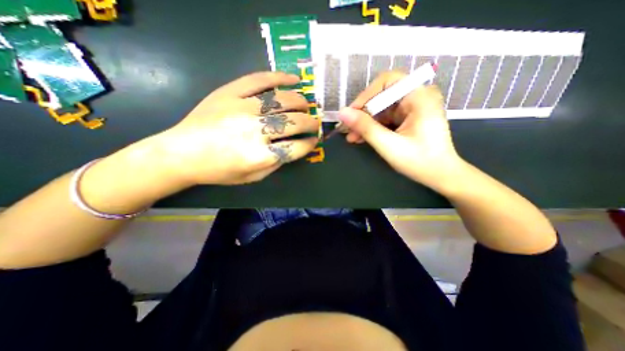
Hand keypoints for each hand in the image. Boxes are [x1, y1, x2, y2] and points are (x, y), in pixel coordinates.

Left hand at [151, 71, 317, 186]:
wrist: (180, 153)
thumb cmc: (219, 171)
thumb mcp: (253, 177)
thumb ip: (277, 163)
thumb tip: (295, 148)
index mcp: (260, 156)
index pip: (297, 147)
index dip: (310, 143)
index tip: (313, 140)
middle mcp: (255, 131)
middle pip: (295, 122)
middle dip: (311, 123)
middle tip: (314, 123)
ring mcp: (242, 107)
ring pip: (283, 100)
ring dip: (301, 103)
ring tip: (306, 106)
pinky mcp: (230, 92)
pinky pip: (260, 80)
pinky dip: (280, 77)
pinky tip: (294, 79)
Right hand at [337, 71, 462, 188]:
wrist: (440, 175)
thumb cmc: (419, 161)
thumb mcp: (388, 145)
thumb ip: (365, 127)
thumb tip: (342, 113)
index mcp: (419, 97)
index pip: (387, 82)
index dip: (366, 95)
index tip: (351, 114)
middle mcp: (417, 96)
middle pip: (382, 96)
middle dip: (363, 113)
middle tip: (348, 129)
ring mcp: (412, 107)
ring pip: (381, 108)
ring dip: (365, 123)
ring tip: (352, 138)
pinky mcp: (408, 118)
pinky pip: (385, 117)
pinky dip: (373, 127)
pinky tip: (361, 138)